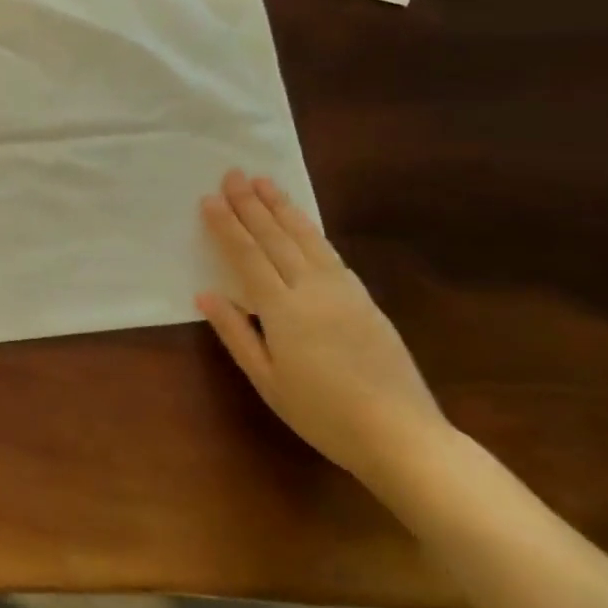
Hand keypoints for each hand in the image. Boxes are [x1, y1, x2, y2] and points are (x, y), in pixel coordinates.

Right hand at [196, 170, 449, 487]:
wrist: (401, 434)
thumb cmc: (322, 413)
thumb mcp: (267, 380)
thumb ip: (236, 333)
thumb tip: (206, 294)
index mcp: (283, 310)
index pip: (248, 256)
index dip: (227, 226)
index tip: (210, 198)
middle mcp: (312, 289)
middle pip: (276, 238)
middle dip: (252, 204)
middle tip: (234, 174)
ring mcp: (343, 291)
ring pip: (307, 238)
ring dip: (283, 208)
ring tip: (265, 182)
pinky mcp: (364, 298)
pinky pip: (330, 253)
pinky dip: (311, 231)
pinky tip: (302, 222)